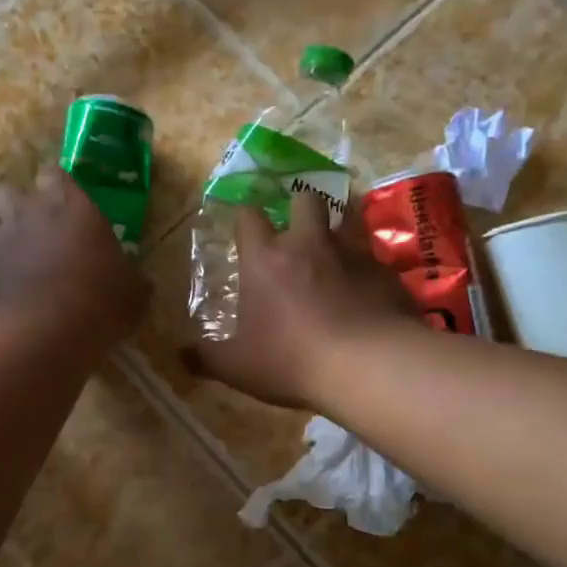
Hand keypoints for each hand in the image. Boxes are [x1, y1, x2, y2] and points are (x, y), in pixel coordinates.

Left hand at [0, 166, 149, 347]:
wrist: (41, 333)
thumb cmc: (97, 301)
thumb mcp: (132, 294)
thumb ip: (130, 279)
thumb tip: (137, 283)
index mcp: (69, 205)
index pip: (55, 173)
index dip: (58, 186)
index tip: (66, 201)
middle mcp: (26, 214)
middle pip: (9, 191)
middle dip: (17, 205)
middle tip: (34, 229)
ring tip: (14, 264)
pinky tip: (5, 302)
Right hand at [184, 191, 413, 408]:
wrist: (368, 367)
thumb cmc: (290, 360)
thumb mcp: (237, 367)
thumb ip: (206, 357)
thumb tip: (179, 354)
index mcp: (265, 259)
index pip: (249, 217)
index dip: (244, 218)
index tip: (244, 228)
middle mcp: (309, 245)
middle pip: (306, 199)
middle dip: (299, 206)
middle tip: (296, 231)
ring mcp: (353, 255)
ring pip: (347, 224)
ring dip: (338, 234)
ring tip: (333, 259)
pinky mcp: (387, 274)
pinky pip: (375, 262)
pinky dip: (367, 273)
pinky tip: (366, 297)